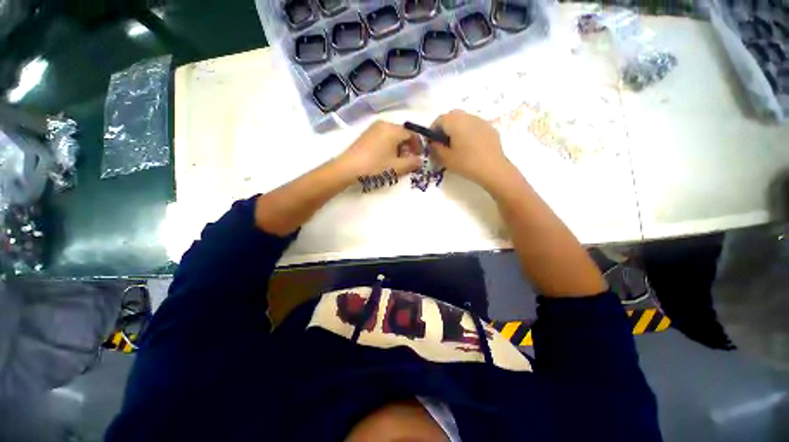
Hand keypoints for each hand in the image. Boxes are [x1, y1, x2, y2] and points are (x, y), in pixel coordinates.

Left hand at [336, 121, 421, 180]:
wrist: (347, 169)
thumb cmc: (375, 166)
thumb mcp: (397, 167)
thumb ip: (412, 163)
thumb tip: (420, 160)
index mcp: (393, 129)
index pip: (412, 134)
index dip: (418, 146)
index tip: (418, 158)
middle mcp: (384, 124)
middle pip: (402, 134)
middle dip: (408, 148)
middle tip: (407, 162)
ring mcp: (373, 128)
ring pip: (393, 136)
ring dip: (398, 148)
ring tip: (395, 162)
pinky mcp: (366, 135)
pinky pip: (383, 137)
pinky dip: (388, 147)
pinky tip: (384, 159)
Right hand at [429, 110, 511, 187]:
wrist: (493, 169)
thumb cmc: (466, 163)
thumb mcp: (446, 158)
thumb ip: (436, 148)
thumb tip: (433, 143)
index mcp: (455, 121)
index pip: (439, 120)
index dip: (432, 131)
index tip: (431, 143)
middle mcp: (468, 116)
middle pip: (452, 117)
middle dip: (445, 128)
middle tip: (443, 143)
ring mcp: (481, 121)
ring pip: (464, 120)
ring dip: (457, 129)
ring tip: (457, 146)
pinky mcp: (490, 128)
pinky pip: (475, 126)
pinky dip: (469, 133)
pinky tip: (470, 148)